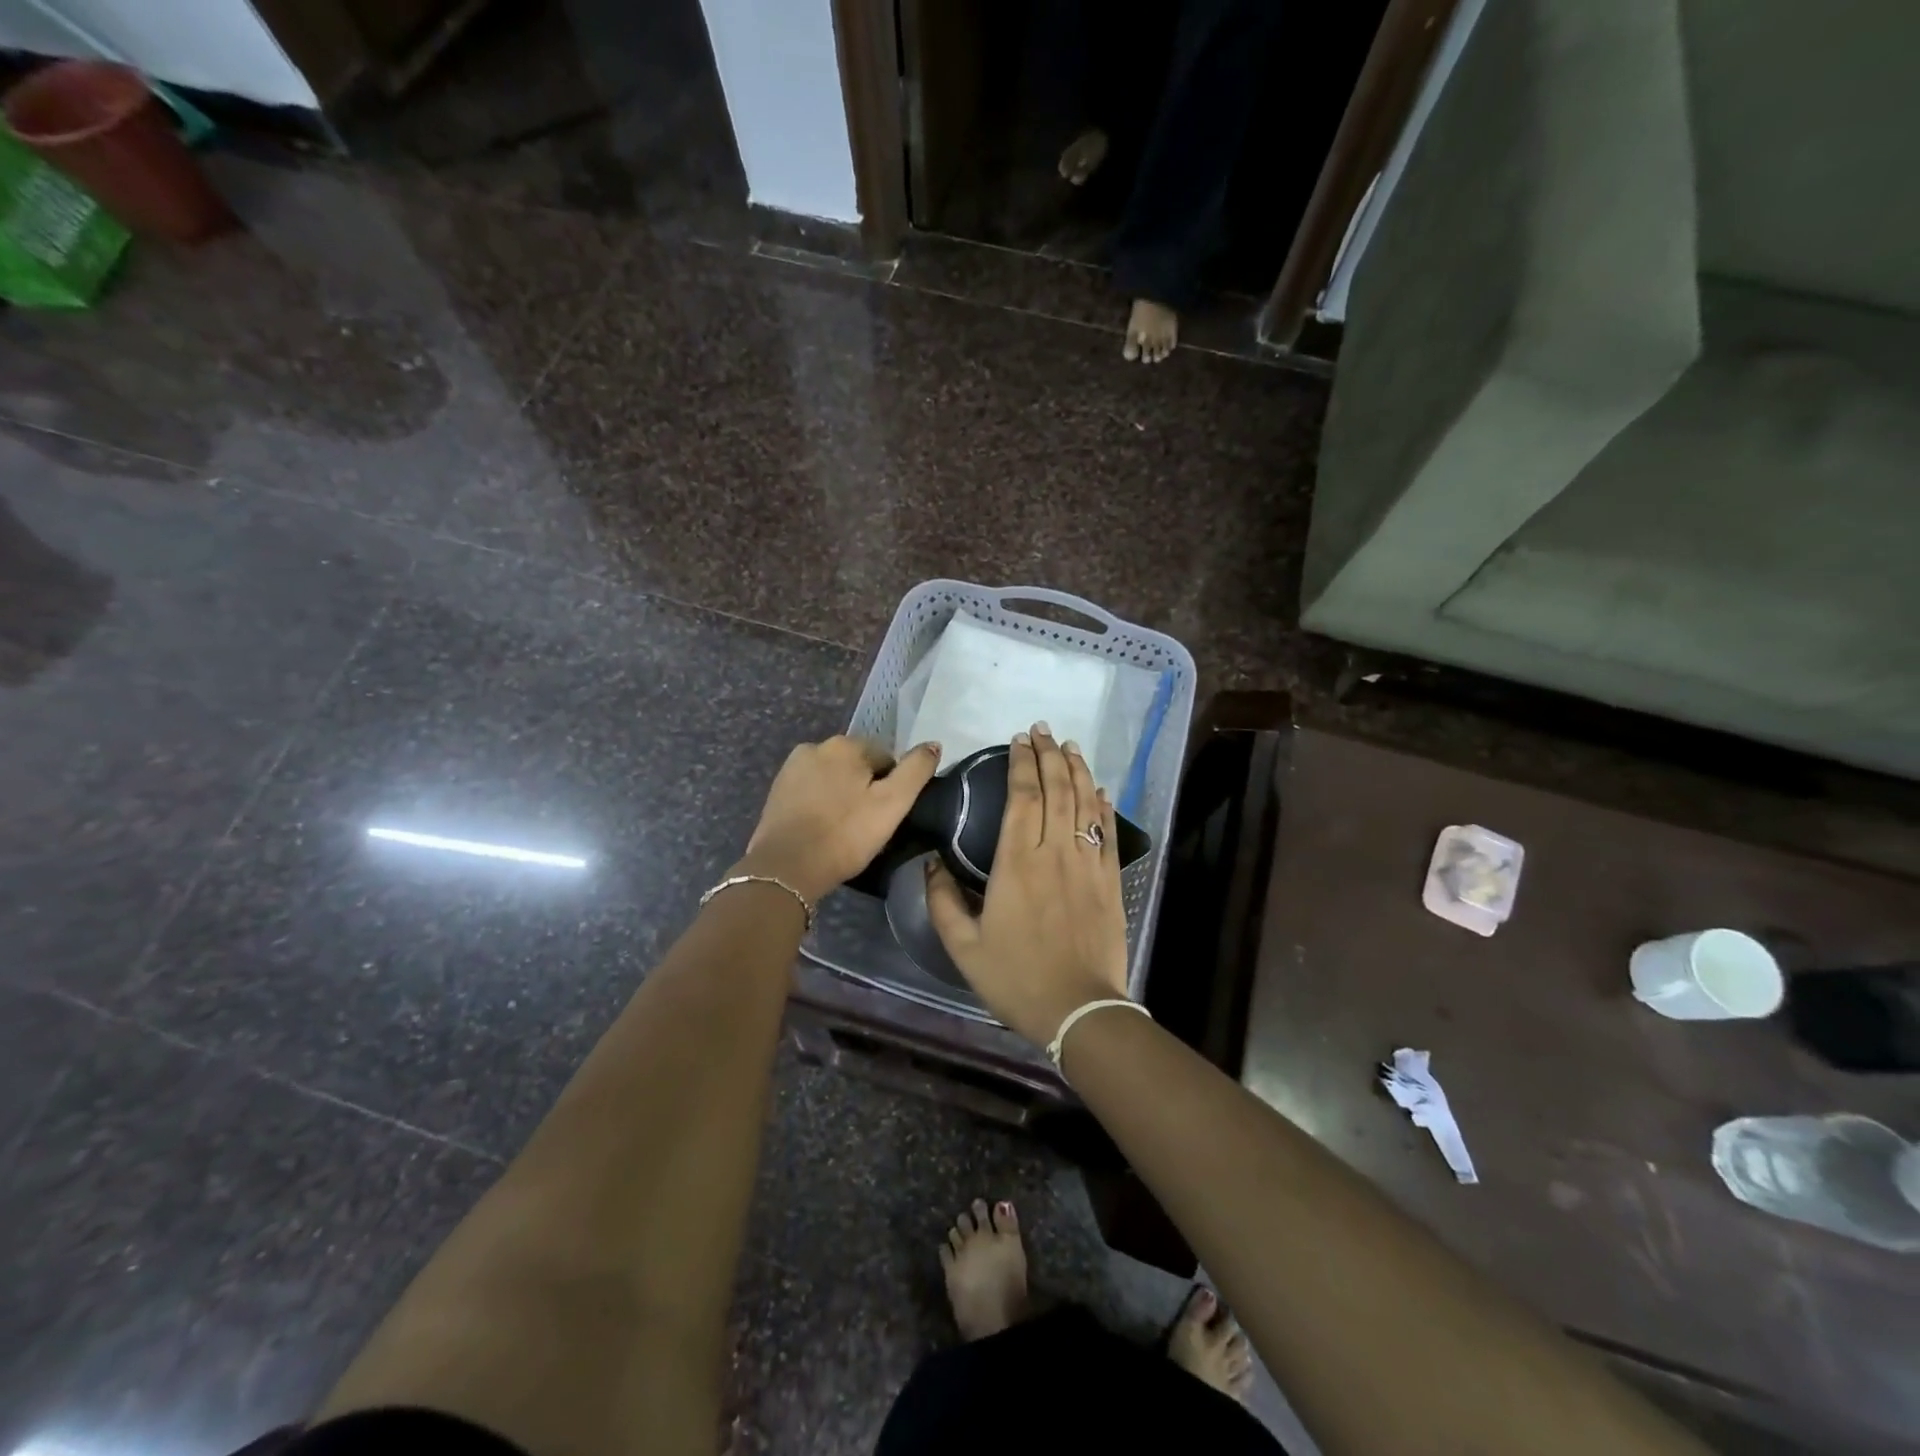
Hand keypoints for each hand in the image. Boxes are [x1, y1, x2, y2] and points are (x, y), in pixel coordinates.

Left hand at [738, 736, 941, 903]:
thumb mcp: (892, 804)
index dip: (892, 787)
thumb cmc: (845, 835)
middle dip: (866, 789)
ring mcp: (792, 768)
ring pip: (833, 779)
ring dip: (843, 796)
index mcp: (846, 744)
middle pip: (858, 766)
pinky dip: (821, 805)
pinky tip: (823, 829)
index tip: (887, 816)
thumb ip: (916, 771)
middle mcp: (816, 746)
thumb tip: (933, 745)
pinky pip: (812, 792)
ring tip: (845, 830)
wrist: (786, 868)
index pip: (886, 758)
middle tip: (868, 825)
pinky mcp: (777, 791)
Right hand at [924, 724, 1128, 1044]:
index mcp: (1016, 863)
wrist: (1079, 1010)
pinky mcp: (1110, 881)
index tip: (1018, 741)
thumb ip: (943, 902)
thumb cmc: (1016, 978)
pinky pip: (1107, 832)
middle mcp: (1054, 853)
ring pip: (1083, 804)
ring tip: (1070, 746)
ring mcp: (1087, 864)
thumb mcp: (963, 947)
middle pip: (1055, 789)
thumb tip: (931, 864)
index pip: (1022, 797)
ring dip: (1077, 770)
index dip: (1021, 764)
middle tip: (1042, 730)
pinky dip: (1102, 806)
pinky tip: (1098, 789)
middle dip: (1049, 754)